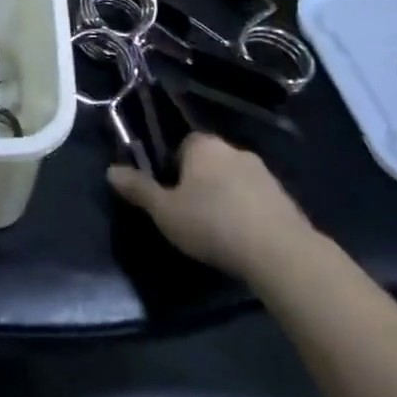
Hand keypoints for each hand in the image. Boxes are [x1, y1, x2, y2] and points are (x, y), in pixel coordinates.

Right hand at [107, 133, 316, 279]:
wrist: (280, 252)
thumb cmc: (212, 223)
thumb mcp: (165, 211)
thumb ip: (139, 189)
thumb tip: (110, 171)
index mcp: (203, 145)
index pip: (182, 144)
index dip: (173, 168)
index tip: (170, 195)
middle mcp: (234, 150)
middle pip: (209, 162)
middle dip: (200, 182)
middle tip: (190, 214)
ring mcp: (264, 173)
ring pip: (234, 180)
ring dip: (225, 198)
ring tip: (218, 231)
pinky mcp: (285, 198)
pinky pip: (256, 200)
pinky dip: (247, 213)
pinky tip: (242, 239)